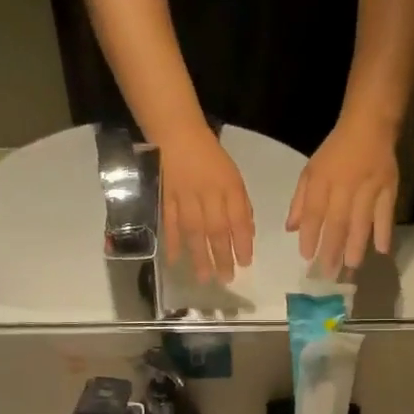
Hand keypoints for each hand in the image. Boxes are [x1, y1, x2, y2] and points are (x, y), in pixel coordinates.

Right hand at [159, 130, 254, 283]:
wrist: (178, 135)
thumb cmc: (210, 158)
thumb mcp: (233, 178)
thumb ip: (241, 205)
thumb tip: (247, 233)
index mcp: (228, 187)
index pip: (237, 219)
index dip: (242, 243)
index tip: (245, 264)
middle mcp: (208, 194)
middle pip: (216, 229)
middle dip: (222, 256)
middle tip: (226, 279)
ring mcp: (185, 197)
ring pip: (193, 230)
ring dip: (199, 255)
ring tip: (204, 277)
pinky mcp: (166, 198)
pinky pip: (170, 222)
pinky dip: (172, 242)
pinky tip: (175, 260)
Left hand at [287, 118, 398, 275]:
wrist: (370, 125)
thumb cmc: (336, 151)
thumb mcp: (311, 170)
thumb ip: (300, 200)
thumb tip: (291, 229)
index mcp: (322, 179)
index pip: (314, 211)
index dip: (309, 235)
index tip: (306, 257)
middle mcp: (344, 185)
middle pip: (337, 221)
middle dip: (331, 249)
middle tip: (327, 274)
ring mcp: (369, 187)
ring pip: (361, 221)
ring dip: (356, 245)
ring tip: (351, 267)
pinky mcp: (389, 187)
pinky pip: (386, 212)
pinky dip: (384, 231)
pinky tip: (382, 250)